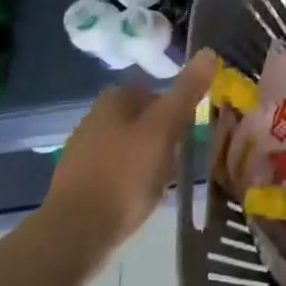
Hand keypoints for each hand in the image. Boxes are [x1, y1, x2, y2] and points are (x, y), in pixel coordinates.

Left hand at [41, 48, 218, 271]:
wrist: (76, 234)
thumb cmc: (126, 174)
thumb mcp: (165, 128)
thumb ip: (187, 91)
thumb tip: (209, 52)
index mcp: (113, 100)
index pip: (154, 91)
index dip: (175, 108)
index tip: (190, 129)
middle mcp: (93, 120)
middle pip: (142, 118)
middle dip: (164, 134)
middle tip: (183, 155)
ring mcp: (82, 153)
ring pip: (130, 146)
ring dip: (150, 157)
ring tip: (167, 178)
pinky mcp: (79, 184)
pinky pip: (117, 171)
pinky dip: (133, 179)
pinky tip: (143, 197)